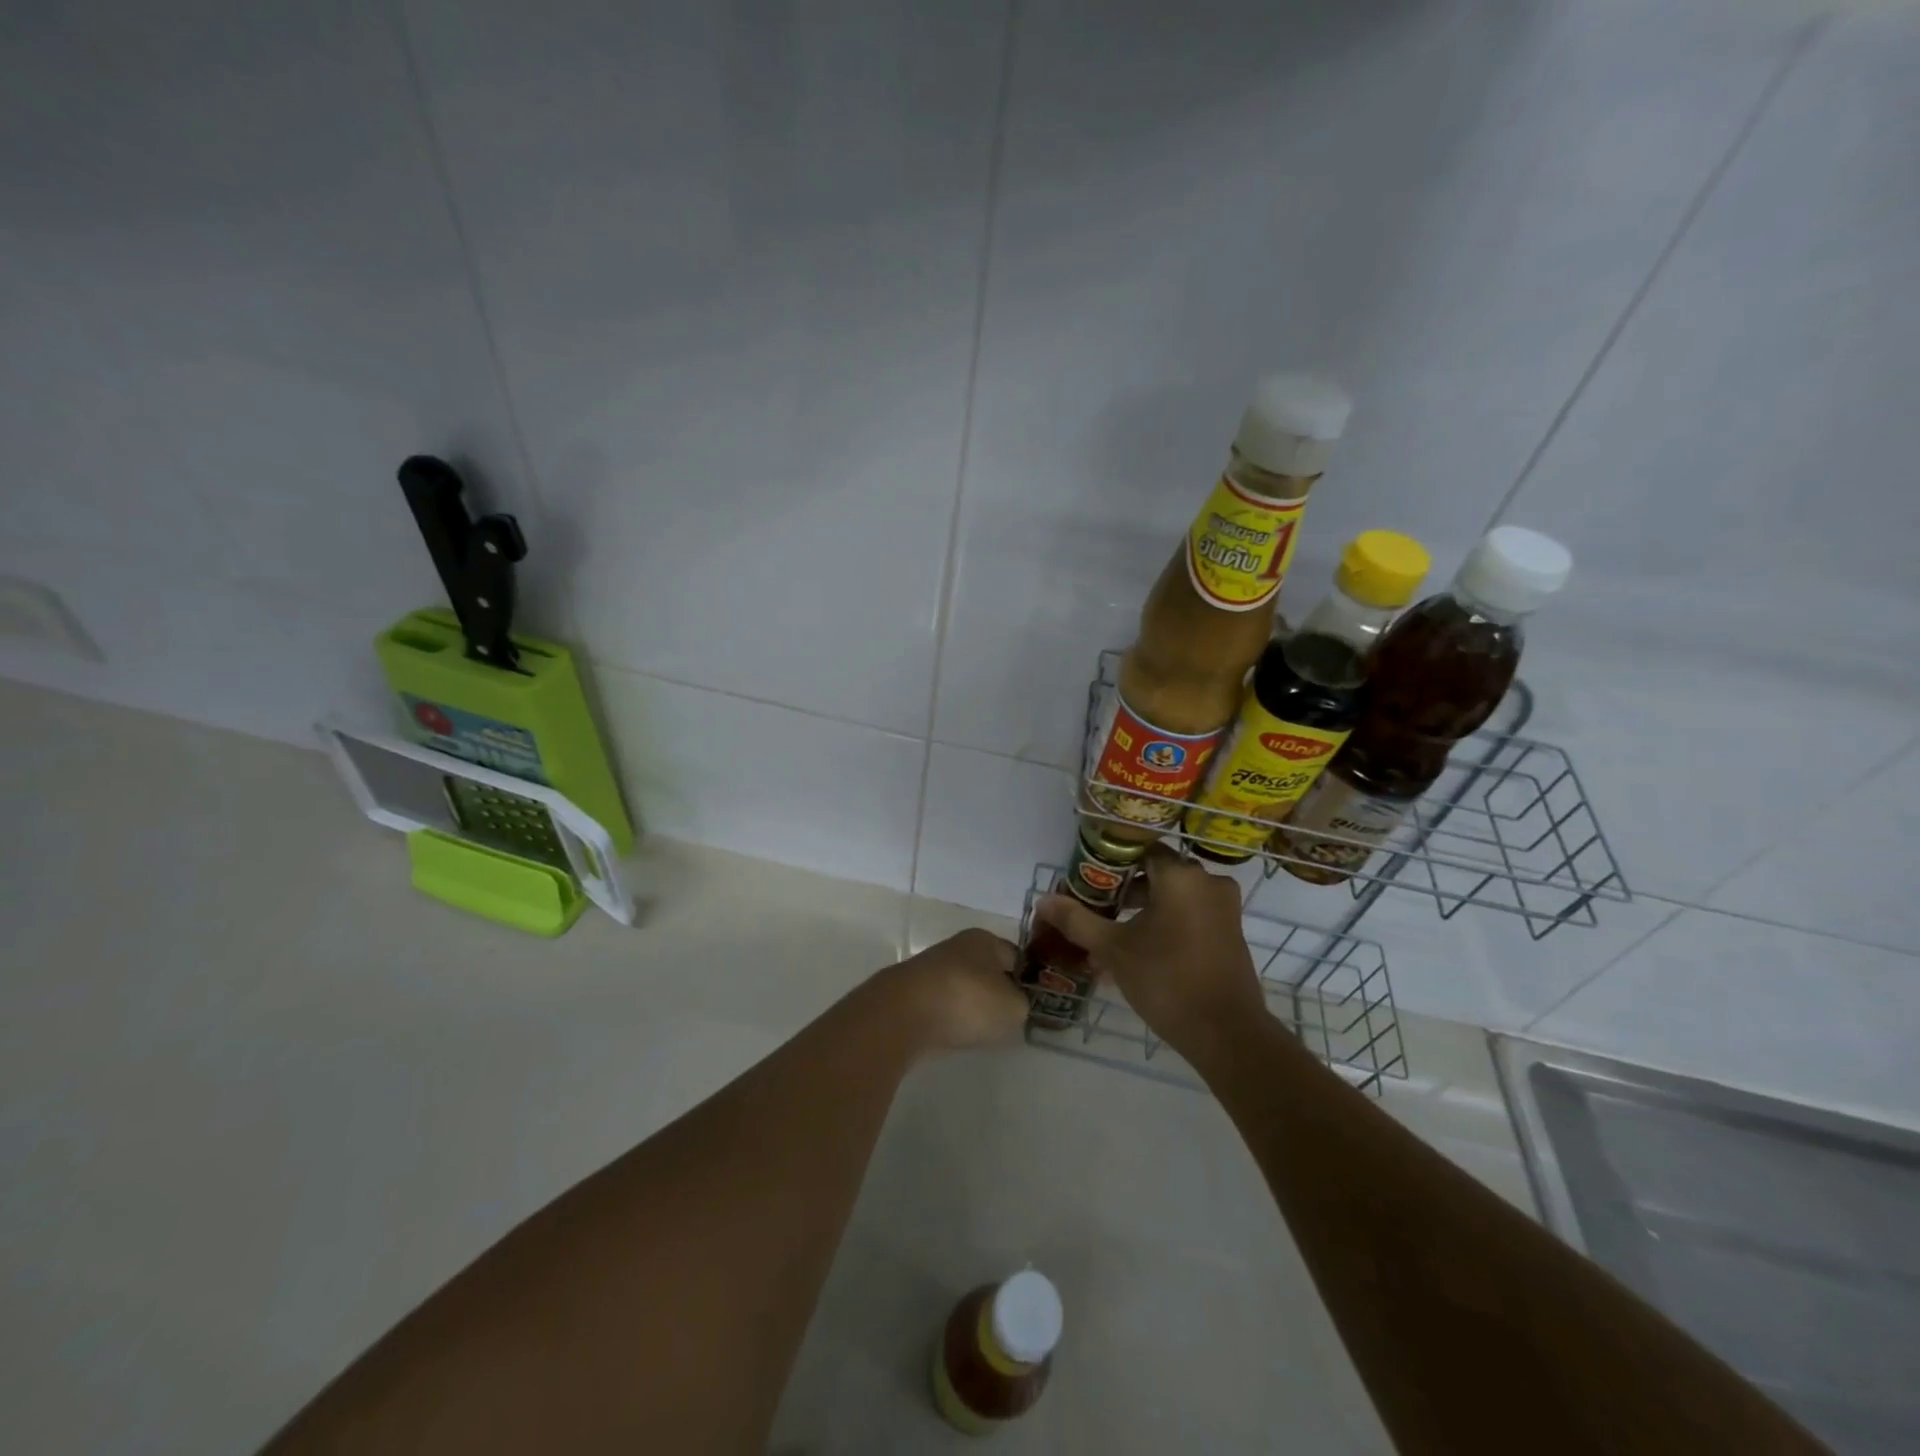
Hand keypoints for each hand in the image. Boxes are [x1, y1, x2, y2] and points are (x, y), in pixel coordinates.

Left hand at [878, 928, 1026, 1053]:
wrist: (903, 1015)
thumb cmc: (967, 1001)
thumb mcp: (1014, 1007)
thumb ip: (1023, 1005)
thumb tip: (1015, 1005)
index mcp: (984, 939)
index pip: (1016, 956)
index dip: (1028, 979)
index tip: (1035, 1004)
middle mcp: (956, 947)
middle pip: (987, 971)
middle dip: (998, 993)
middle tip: (1011, 1020)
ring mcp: (931, 970)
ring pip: (963, 989)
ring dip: (972, 1008)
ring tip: (983, 1031)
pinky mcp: (912, 994)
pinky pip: (943, 1006)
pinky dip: (951, 1019)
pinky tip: (956, 1035)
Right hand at [1036, 846, 1267, 1062]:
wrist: (1226, 1034)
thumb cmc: (1167, 980)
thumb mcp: (1113, 949)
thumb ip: (1077, 920)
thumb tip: (1042, 900)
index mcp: (1181, 876)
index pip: (1139, 850)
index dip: (1109, 863)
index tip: (1086, 881)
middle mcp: (1208, 882)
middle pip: (1155, 873)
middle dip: (1122, 891)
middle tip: (1093, 909)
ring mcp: (1224, 908)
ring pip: (1172, 897)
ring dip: (1141, 911)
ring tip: (1110, 935)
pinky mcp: (1230, 932)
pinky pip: (1190, 915)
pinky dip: (1165, 924)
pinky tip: (1138, 951)